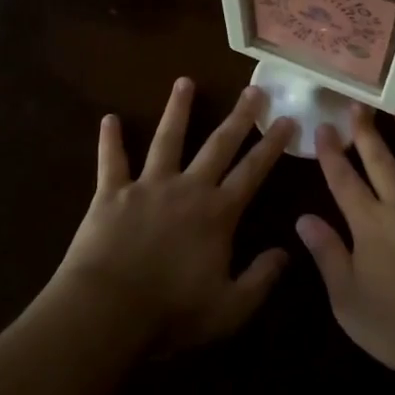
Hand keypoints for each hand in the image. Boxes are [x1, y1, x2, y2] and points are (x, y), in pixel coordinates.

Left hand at [56, 79, 294, 354]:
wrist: (107, 312)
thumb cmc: (171, 313)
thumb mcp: (230, 308)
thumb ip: (261, 279)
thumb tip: (285, 252)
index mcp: (218, 213)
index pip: (253, 171)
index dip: (272, 145)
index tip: (287, 119)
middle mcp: (188, 188)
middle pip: (218, 145)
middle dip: (239, 117)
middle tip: (253, 89)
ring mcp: (148, 186)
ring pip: (167, 139)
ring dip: (177, 110)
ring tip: (184, 82)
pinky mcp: (112, 194)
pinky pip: (112, 161)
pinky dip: (110, 140)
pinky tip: (109, 118)